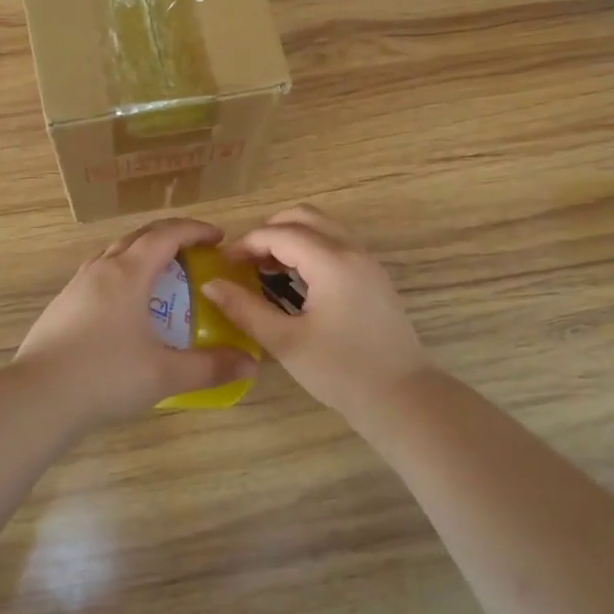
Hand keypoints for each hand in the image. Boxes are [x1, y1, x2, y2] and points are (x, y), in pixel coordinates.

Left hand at [13, 217, 258, 429]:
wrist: (37, 397)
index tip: (218, 237)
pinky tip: (125, 307)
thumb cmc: (105, 376)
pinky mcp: (60, 306)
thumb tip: (250, 362)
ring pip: (113, 254)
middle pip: (138, 237)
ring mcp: (76, 286)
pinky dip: (121, 275)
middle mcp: (100, 269)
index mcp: (127, 274)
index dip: (194, 230)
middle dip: (170, 238)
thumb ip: (210, 367)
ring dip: (141, 254)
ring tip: (161, 276)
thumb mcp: (164, 374)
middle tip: (195, 252)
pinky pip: (98, 275)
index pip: (166, 235)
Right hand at [201, 204, 434, 423]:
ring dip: (291, 237)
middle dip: (269, 231)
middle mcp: (352, 250)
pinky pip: (337, 243)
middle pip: (303, 216)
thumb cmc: (341, 371)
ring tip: (266, 268)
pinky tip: (295, 280)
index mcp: (331, 262)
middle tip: (245, 260)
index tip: (224, 264)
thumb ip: (245, 309)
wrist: (402, 397)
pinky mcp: (374, 277)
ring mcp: (367, 262)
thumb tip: (211, 285)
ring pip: (323, 227)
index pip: (279, 234)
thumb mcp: (286, 342)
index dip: (247, 243)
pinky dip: (311, 248)